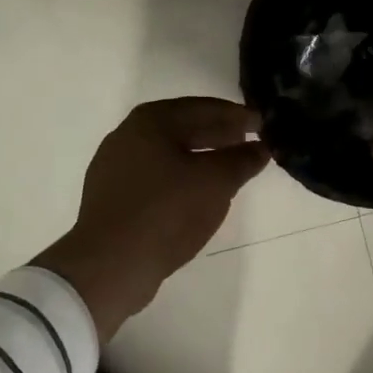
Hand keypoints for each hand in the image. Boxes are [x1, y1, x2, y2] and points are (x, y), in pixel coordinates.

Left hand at [33, 98, 268, 340]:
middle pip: (182, 127)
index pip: (202, 107)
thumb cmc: (167, 212)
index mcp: (150, 121)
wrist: (111, 265)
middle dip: (217, 133)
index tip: (262, 123)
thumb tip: (261, 147)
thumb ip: (242, 160)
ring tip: (228, 168)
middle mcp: (127, 136)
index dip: (235, 115)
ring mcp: (114, 167)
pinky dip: (181, 177)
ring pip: (168, 153)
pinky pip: (155, 177)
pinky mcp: (111, 197)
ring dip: (200, 156)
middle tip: (248, 141)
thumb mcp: (216, 182)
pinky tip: (197, 194)